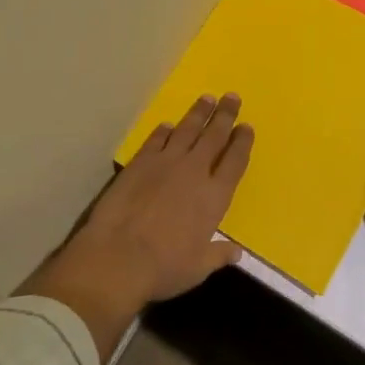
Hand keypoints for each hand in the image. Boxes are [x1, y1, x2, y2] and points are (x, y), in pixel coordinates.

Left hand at [20, 93, 252, 361]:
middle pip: (214, 136)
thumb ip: (218, 255)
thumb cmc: (164, 267)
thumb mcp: (197, 268)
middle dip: (225, 115)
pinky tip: (168, 125)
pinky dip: (164, 131)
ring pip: (187, 130)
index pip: (235, 161)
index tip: (246, 127)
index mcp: (214, 196)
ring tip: (207, 99)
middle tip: (232, 96)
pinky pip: (156, 139)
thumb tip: (236, 252)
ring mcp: (165, 163)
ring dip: (198, 113)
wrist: (118, 257)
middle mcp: (194, 172)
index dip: (242, 142)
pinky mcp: (140, 162)